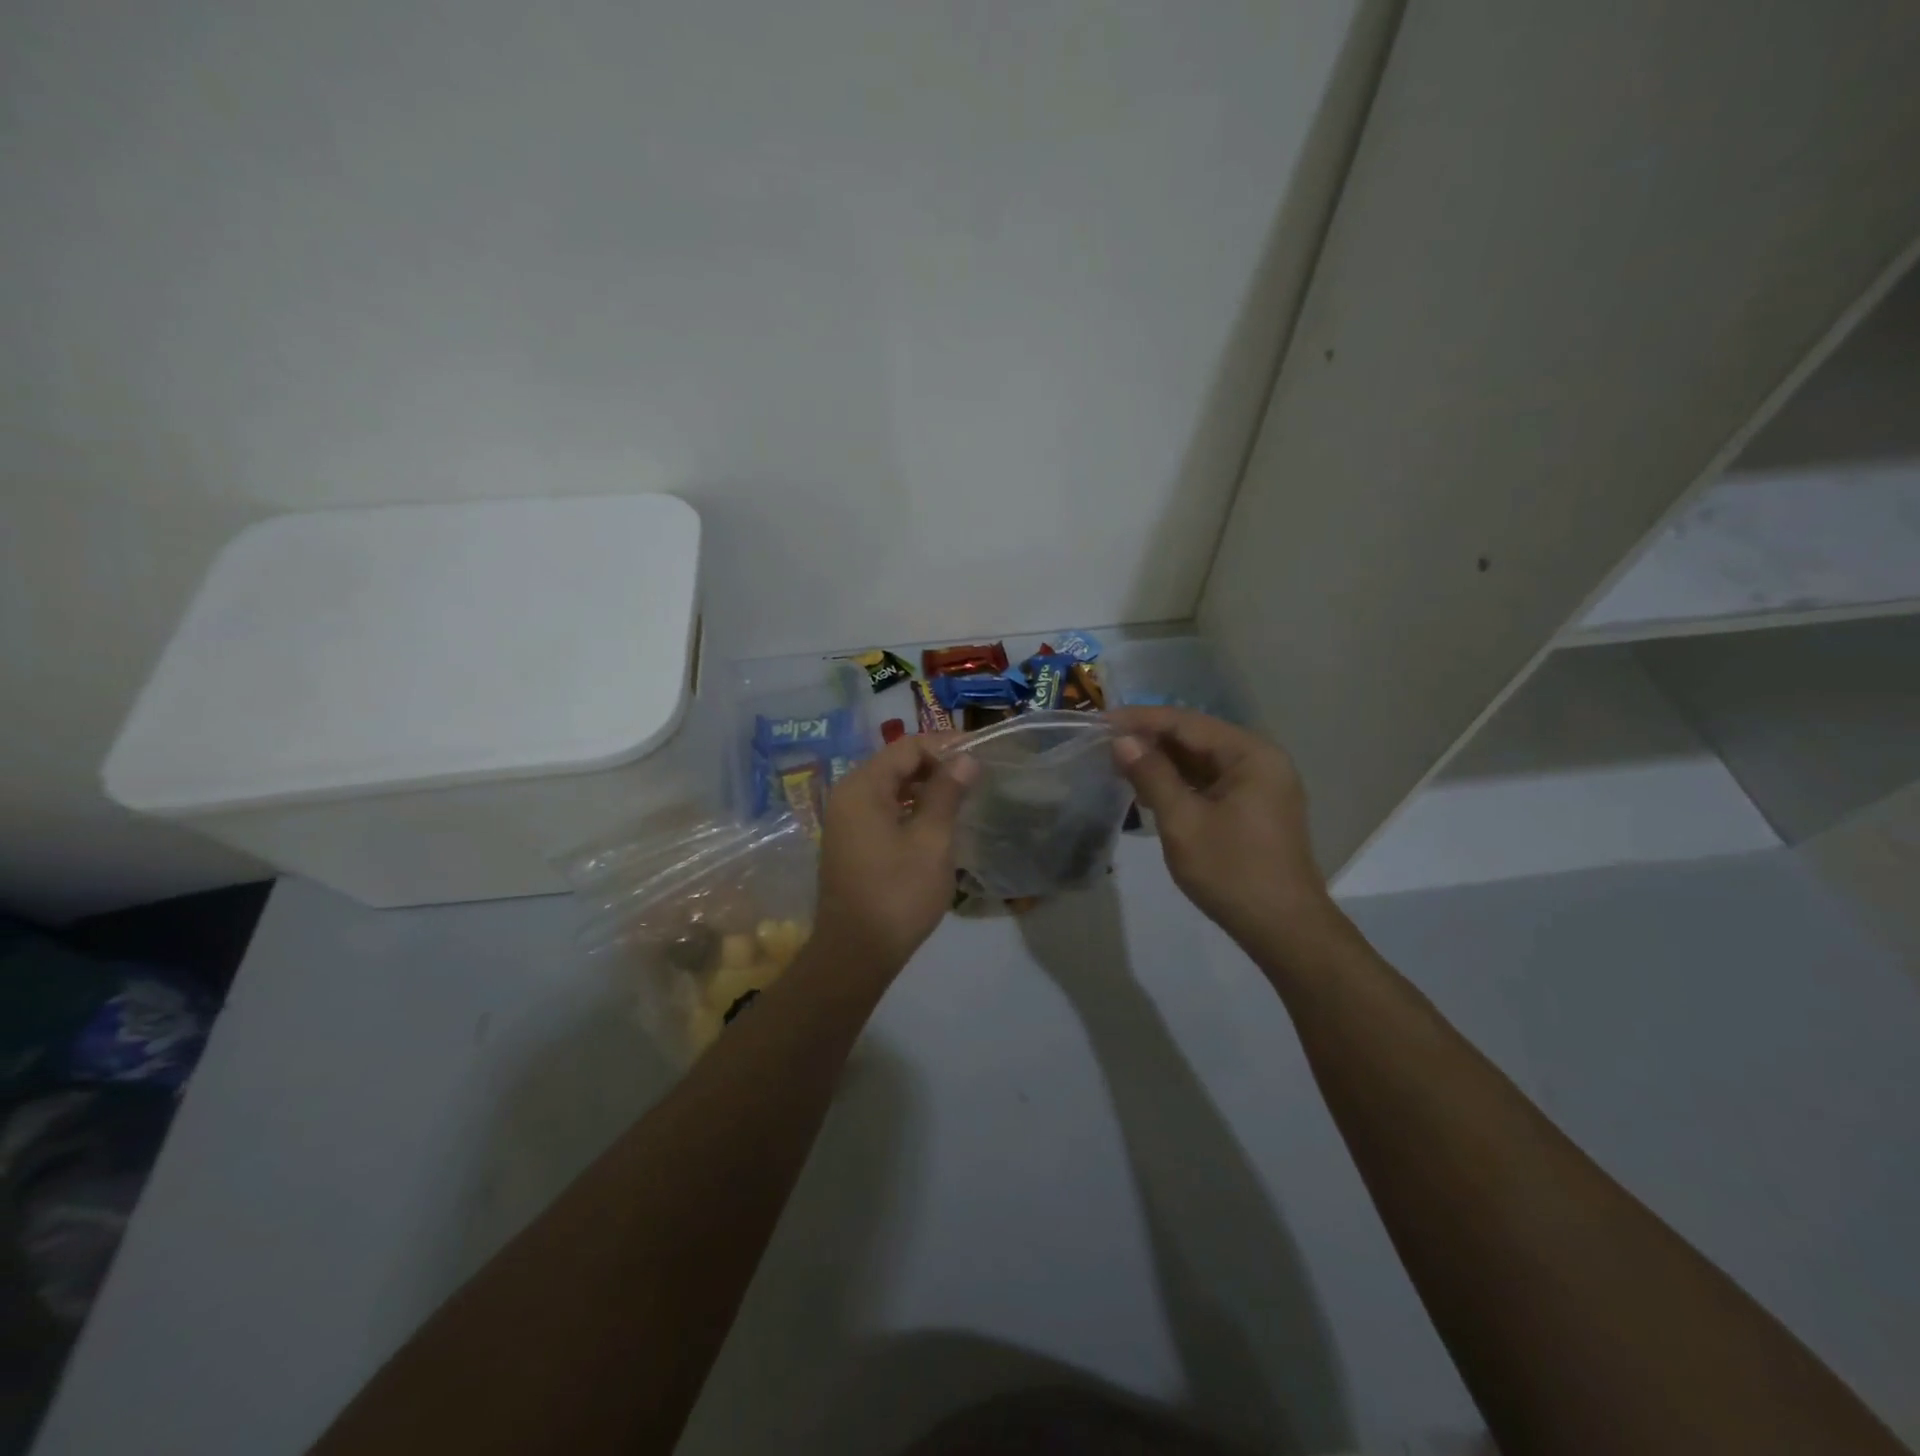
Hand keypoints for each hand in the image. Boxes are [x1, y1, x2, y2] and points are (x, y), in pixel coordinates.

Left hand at [814, 734, 977, 974]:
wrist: (856, 954)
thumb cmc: (897, 894)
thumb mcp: (931, 841)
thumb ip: (947, 794)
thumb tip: (965, 758)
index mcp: (862, 787)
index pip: (907, 747)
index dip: (945, 745)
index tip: (981, 753)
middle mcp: (848, 795)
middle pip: (896, 763)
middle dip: (936, 764)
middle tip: (976, 775)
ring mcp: (846, 820)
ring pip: (890, 787)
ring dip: (925, 787)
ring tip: (963, 796)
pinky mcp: (852, 842)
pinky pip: (883, 809)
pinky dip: (910, 807)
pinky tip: (937, 822)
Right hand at [1109, 707, 1330, 948]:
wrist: (1283, 929)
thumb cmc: (1232, 872)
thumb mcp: (1183, 822)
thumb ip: (1151, 775)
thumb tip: (1122, 741)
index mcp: (1250, 754)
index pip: (1186, 722)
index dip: (1140, 720)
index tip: (1099, 721)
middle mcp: (1260, 760)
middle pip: (1196, 737)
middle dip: (1150, 739)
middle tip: (1104, 743)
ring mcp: (1261, 784)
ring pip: (1202, 760)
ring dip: (1163, 761)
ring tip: (1119, 763)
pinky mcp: (1254, 807)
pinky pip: (1211, 781)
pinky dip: (1180, 782)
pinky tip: (1149, 788)